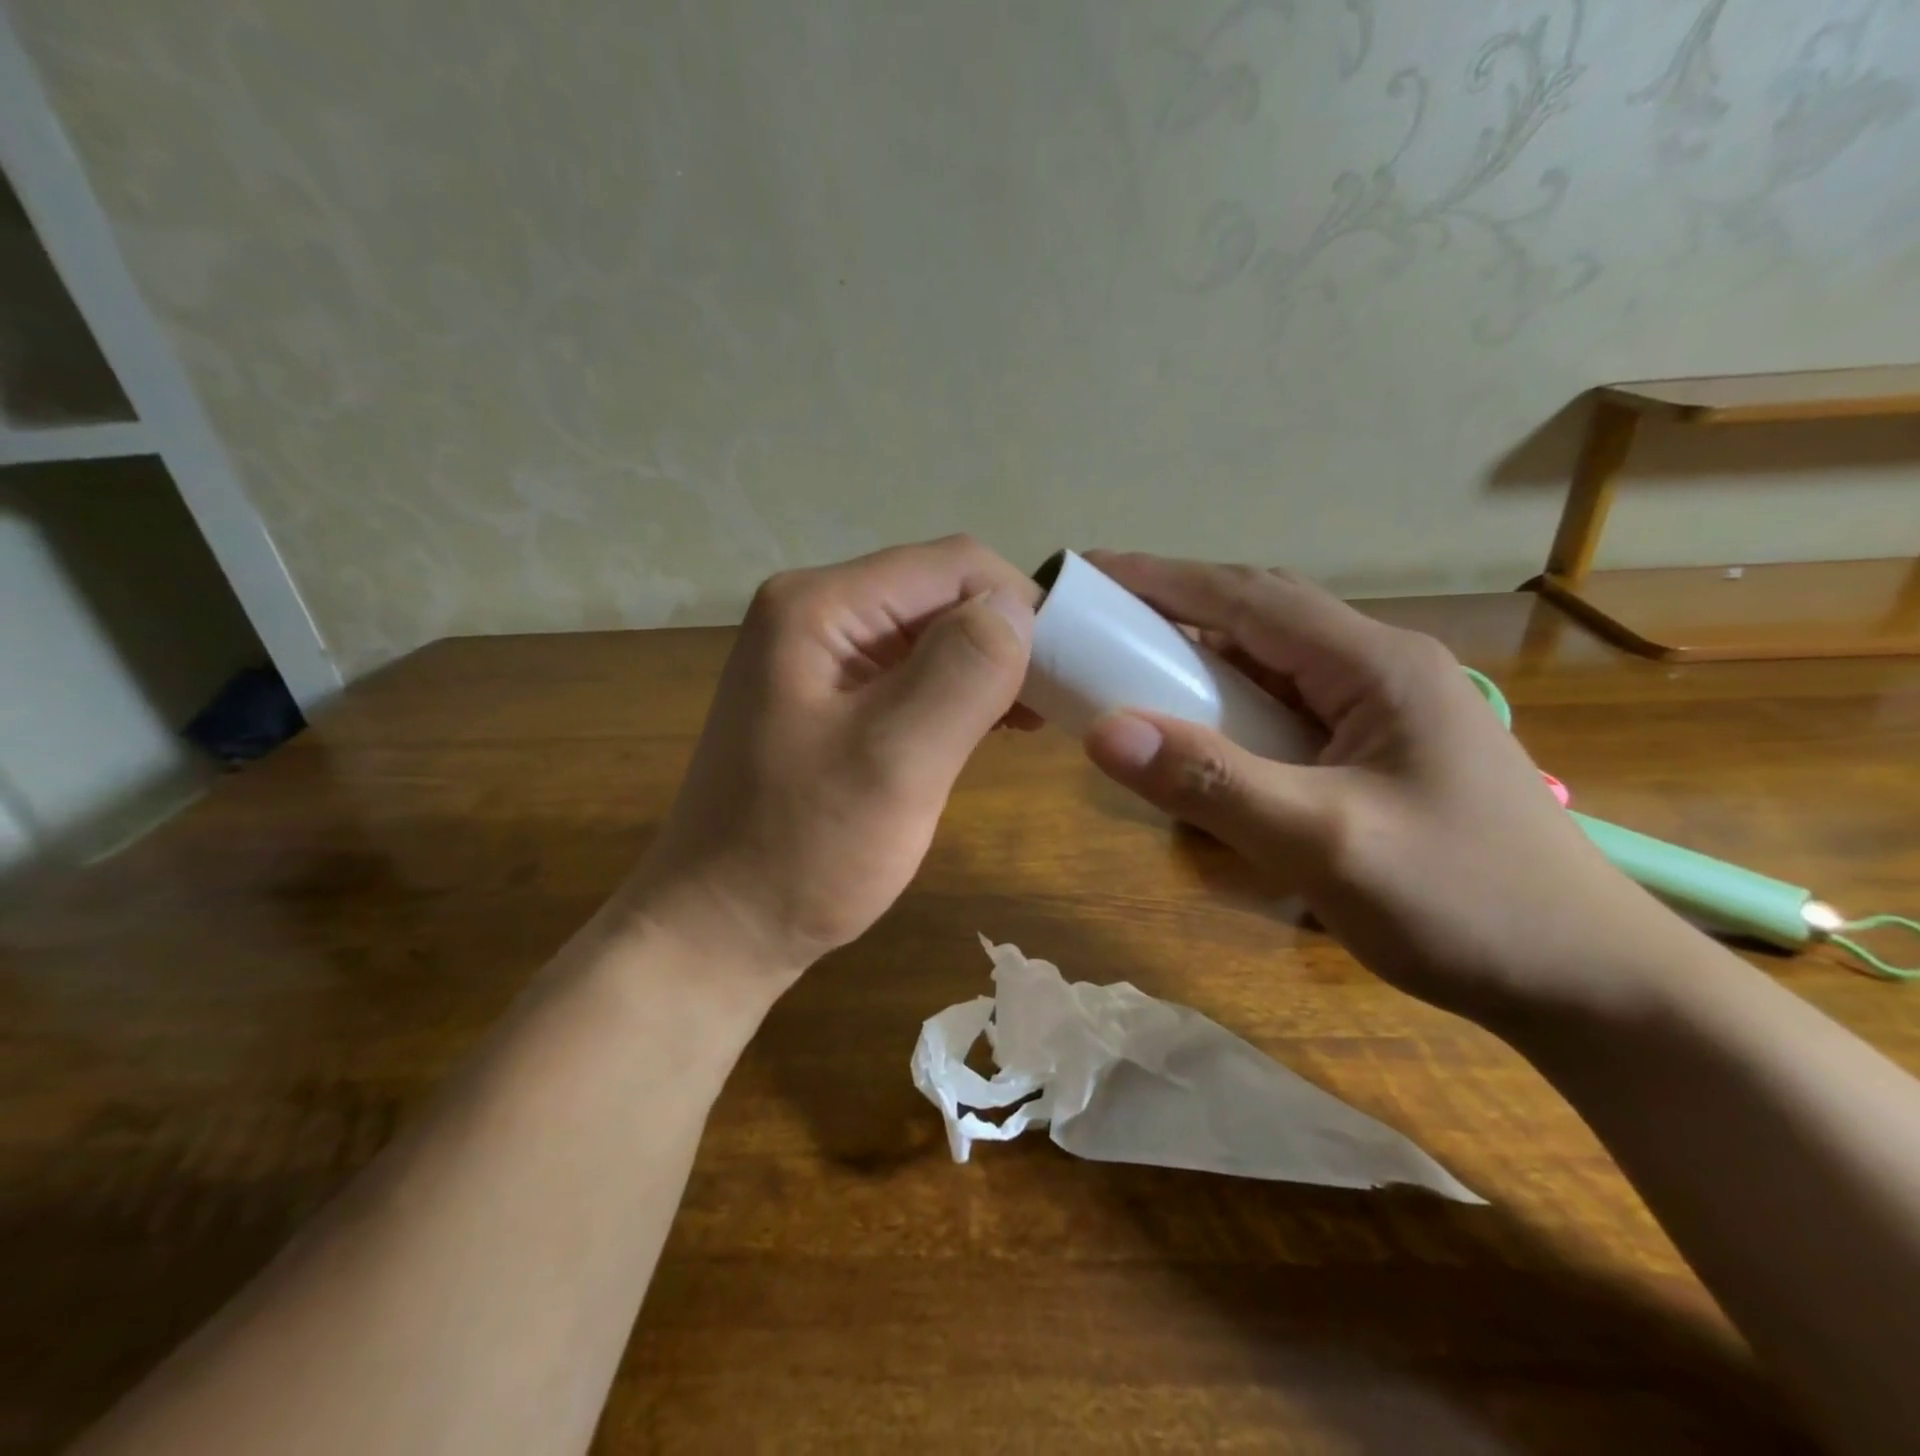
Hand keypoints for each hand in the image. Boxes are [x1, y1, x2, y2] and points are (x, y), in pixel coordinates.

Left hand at [625, 537, 1037, 983]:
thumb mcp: (894, 762)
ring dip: (988, 667)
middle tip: (1058, 701)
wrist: (719, 928)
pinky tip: (988, 727)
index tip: (1070, 668)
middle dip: (1007, 638)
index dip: (1020, 604)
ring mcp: (817, 654)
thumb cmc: (802, 853)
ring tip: (1032, 718)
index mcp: (821, 606)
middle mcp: (815, 611)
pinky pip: (909, 671)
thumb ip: (961, 672)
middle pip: (941, 593)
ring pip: (931, 633)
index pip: (953, 565)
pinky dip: (957, 691)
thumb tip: (1017, 608)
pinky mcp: (827, 695)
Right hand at [1078, 553, 1685, 1028]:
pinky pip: (1285, 715)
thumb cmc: (1465, 903)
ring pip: (1271, 668)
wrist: (1589, 985)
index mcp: (1376, 666)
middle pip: (1260, 621)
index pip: (1250, 597)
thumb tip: (1102, 732)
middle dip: (1177, 614)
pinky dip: (1231, 713)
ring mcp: (1382, 714)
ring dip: (1202, 665)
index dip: (1164, 579)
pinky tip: (1203, 737)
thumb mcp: (1325, 842)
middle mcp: (1379, 671)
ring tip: (1134, 676)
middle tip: (1100, 627)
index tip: (1091, 572)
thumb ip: (1212, 782)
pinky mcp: (1378, 754)